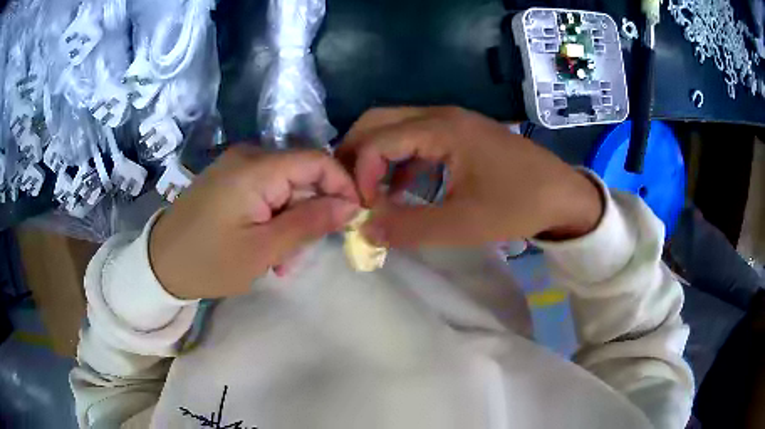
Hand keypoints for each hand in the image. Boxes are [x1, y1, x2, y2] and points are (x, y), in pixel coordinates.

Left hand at [149, 146, 359, 299]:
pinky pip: (266, 192)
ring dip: (292, 222)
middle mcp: (248, 157)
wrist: (160, 264)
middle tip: (303, 255)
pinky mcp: (230, 179)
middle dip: (311, 214)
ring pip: (285, 188)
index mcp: (255, 169)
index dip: (342, 185)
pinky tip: (266, 246)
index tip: (352, 217)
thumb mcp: (263, 250)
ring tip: (280, 261)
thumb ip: (309, 223)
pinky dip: (274, 218)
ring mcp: (237, 167)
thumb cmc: (209, 262)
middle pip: (301, 176)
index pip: (317, 161)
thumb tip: (350, 205)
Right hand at [337, 107, 602, 247]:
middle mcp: (441, 115)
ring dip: (375, 155)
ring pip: (394, 126)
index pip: (377, 140)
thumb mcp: (463, 224)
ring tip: (368, 191)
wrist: (562, 194)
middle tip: (348, 190)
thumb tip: (364, 230)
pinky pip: (415, 138)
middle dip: (355, 154)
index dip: (359, 174)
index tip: (362, 208)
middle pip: (378, 121)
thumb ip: (409, 227)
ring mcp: (451, 121)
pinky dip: (399, 159)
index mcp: (441, 129)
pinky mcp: (460, 133)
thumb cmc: (518, 205)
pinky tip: (401, 187)